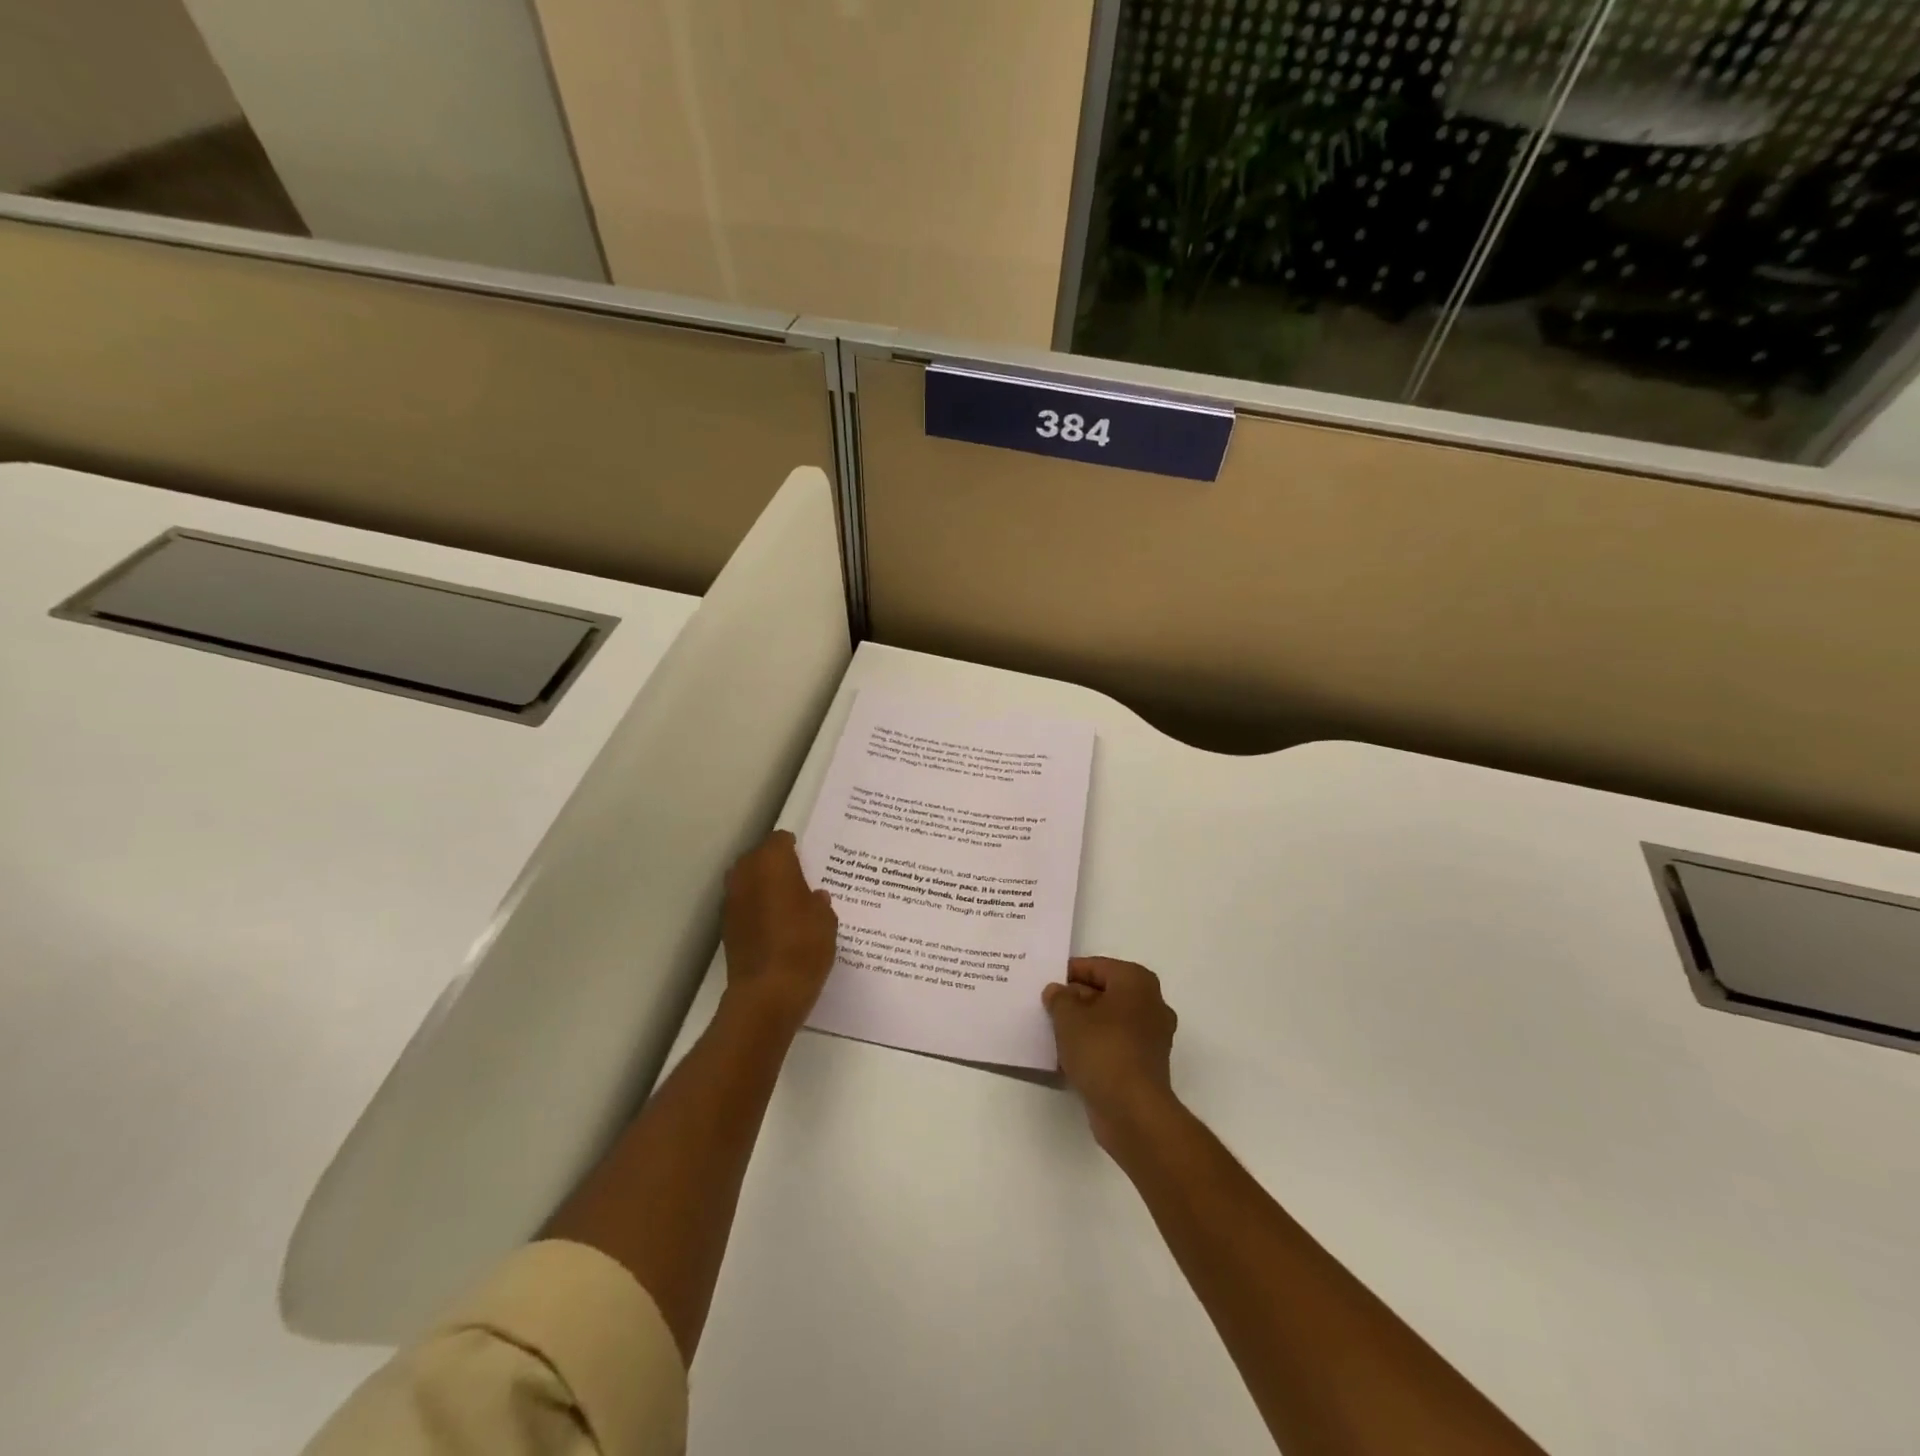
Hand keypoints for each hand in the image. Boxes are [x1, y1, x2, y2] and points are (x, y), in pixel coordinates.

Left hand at [721, 831, 837, 1034]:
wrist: (767, 994)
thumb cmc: (803, 946)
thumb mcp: (826, 920)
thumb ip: (819, 902)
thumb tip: (813, 897)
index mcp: (772, 863)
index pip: (779, 840)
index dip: (793, 847)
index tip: (806, 857)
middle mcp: (746, 875)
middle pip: (758, 858)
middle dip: (774, 863)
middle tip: (797, 877)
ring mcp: (731, 902)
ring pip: (746, 881)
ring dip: (762, 886)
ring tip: (786, 901)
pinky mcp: (726, 928)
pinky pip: (743, 906)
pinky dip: (755, 908)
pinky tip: (774, 924)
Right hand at [1043, 957, 1178, 1151]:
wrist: (1132, 1111)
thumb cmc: (1102, 1050)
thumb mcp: (1069, 1016)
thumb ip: (1059, 998)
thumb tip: (1057, 991)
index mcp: (1137, 981)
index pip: (1097, 967)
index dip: (1069, 973)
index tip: (1045, 982)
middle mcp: (1151, 1004)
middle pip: (1105, 993)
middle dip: (1076, 1000)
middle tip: (1047, 1007)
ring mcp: (1152, 1037)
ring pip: (1110, 1021)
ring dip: (1084, 1025)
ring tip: (1054, 1032)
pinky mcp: (1146, 1065)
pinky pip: (1115, 1046)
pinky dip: (1095, 1047)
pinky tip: (1069, 1057)